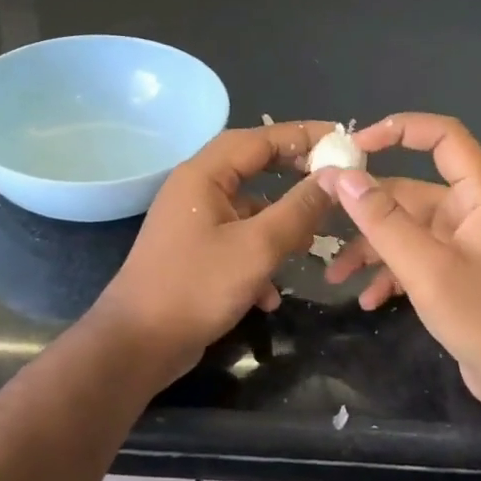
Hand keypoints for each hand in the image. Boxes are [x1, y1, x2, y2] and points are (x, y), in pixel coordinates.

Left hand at [94, 121, 337, 383]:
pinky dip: (258, 257)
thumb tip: (334, 177)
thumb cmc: (196, 287)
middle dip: (293, 175)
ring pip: (247, 209)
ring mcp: (192, 222)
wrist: (137, 344)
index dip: (302, 135)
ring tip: (312, 243)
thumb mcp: (257, 248)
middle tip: (333, 181)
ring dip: (279, 223)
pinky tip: (271, 294)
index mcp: (203, 175)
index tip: (342, 139)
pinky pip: (235, 241)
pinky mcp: (194, 253)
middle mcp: (195, 190)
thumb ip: (298, 210)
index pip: (259, 138)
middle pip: (252, 167)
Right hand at [315, 114, 480, 433]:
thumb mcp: (425, 267)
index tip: (354, 147)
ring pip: (405, 230)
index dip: (399, 130)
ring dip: (370, 248)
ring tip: (335, 276)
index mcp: (478, 196)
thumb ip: (381, 220)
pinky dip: (388, 274)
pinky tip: (367, 299)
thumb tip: (341, 175)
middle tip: (320, 219)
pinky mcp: (455, 276)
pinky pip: (413, 260)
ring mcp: (462, 246)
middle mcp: (470, 212)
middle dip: (365, 209)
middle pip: (409, 191)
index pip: (442, 136)